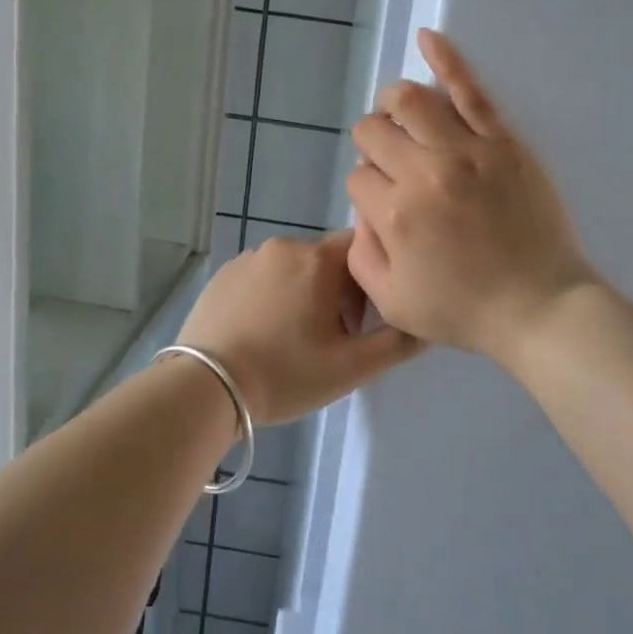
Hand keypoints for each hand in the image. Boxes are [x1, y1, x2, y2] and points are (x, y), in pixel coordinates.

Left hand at [178, 231, 422, 423]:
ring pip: (293, 269)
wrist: (205, 387)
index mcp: (318, 259)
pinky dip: (271, 297)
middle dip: (337, 292)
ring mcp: (247, 259)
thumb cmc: (285, 374)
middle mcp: (284, 246)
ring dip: (303, 294)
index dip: (371, 281)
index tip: (363, 319)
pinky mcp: (222, 275)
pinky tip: (262, 334)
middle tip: (330, 340)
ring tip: (293, 341)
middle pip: (328, 261)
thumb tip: (427, 320)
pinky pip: (262, 278)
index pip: (362, 249)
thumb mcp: (352, 367)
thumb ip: (398, 342)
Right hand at [346, 29, 598, 365]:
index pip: (358, 177)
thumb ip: (362, 252)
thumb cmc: (464, 311)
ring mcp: (467, 150)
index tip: (386, 207)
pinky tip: (428, 37)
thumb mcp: (392, 302)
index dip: (366, 190)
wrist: (540, 307)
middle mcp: (424, 172)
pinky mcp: (503, 140)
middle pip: (374, 132)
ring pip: (410, 99)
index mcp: (394, 214)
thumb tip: (364, 207)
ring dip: (392, 103)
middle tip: (391, 167)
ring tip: (399, 116)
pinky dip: (446, 57)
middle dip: (372, 145)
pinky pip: (470, 88)